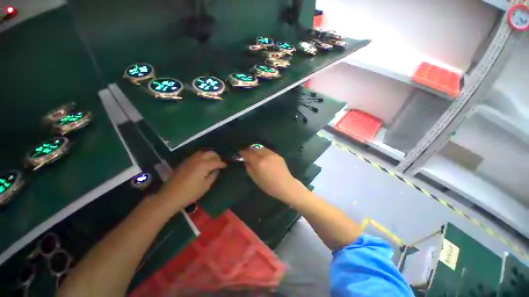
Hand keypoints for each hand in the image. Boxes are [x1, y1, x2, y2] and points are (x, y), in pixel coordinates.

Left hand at [155, 151, 226, 210]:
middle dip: (217, 157)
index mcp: (204, 165)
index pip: (217, 161)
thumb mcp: (205, 186)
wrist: (170, 196)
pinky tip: (202, 163)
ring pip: (203, 152)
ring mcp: (189, 159)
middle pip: (210, 153)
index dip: (223, 164)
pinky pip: (196, 155)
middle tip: (219, 163)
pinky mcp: (184, 162)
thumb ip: (213, 176)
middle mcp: (197, 159)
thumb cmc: (190, 193)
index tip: (226, 166)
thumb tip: (216, 170)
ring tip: (212, 162)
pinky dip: (202, 156)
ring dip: (209, 155)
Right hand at [239, 146, 304, 202]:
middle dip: (249, 150)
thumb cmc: (269, 186)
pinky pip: (267, 151)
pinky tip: (263, 158)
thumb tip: (246, 160)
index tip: (240, 154)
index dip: (242, 152)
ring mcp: (273, 154)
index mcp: (259, 162)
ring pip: (261, 148)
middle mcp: (266, 155)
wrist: (286, 185)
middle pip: (254, 148)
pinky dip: (262, 152)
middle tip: (246, 154)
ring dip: (256, 150)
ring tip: (254, 155)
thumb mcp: (256, 179)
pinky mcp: (277, 155)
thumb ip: (249, 168)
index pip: (248, 153)